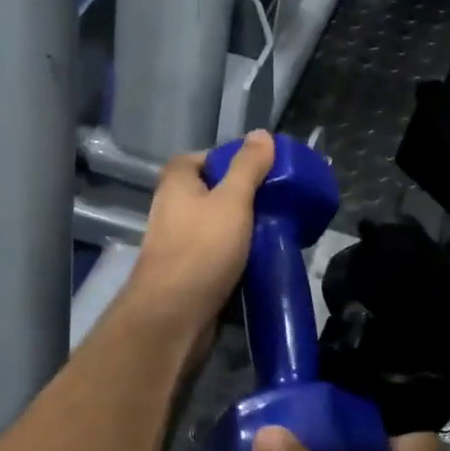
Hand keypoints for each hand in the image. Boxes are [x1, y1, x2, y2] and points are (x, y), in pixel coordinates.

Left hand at [121, 131, 274, 339]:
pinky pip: (219, 256)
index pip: (201, 158)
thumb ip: (248, 167)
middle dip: (243, 197)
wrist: (174, 316)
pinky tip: (262, 261)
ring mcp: (179, 244)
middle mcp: (172, 209)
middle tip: (276, 201)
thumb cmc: (201, 250)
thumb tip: (262, 134)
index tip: (261, 169)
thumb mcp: (232, 200)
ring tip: (277, 230)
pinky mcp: (189, 274)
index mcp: (176, 184)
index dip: (229, 160)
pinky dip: (238, 257)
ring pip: (217, 227)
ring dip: (243, 230)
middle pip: (212, 193)